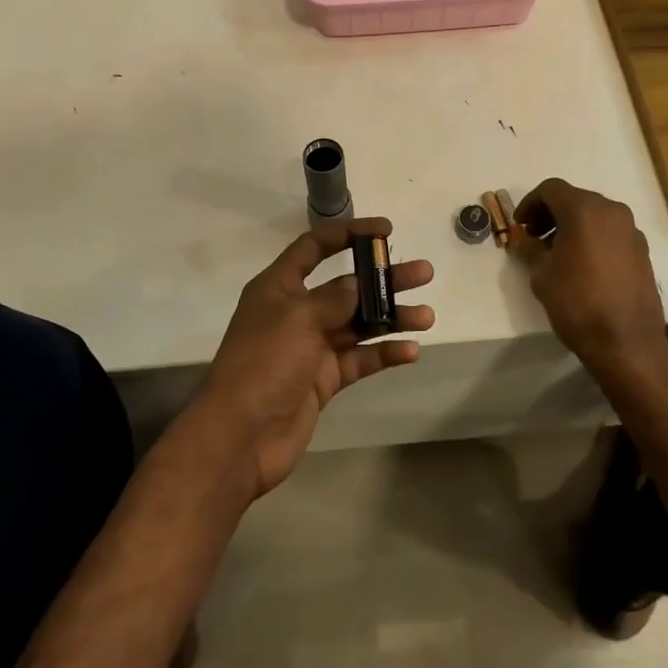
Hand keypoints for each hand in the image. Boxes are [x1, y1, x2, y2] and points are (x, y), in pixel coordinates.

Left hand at [197, 218, 433, 496]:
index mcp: (279, 287)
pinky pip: (359, 359)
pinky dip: (383, 353)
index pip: (314, 247)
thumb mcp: (298, 319)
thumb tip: (358, 284)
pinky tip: (411, 351)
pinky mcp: (323, 379)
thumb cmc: (264, 364)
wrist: (240, 437)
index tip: (384, 230)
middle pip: (346, 286)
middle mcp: (296, 312)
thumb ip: (333, 298)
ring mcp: (311, 347)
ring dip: (391, 317)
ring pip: (358, 324)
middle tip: (423, 273)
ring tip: (427, 315)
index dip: (348, 233)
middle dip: (383, 279)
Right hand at [512, 178, 667, 378]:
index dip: (530, 203)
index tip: (520, 225)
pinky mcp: (642, 251)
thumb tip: (524, 240)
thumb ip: (530, 249)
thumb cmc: (577, 302)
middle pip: (575, 199)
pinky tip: (581, 265)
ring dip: (572, 226)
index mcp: (584, 209)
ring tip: (556, 253)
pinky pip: (610, 233)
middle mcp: (612, 211)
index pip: (551, 189)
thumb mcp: (542, 274)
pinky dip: (592, 238)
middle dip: (551, 214)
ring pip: (595, 215)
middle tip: (534, 237)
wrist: (627, 342)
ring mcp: (631, 230)